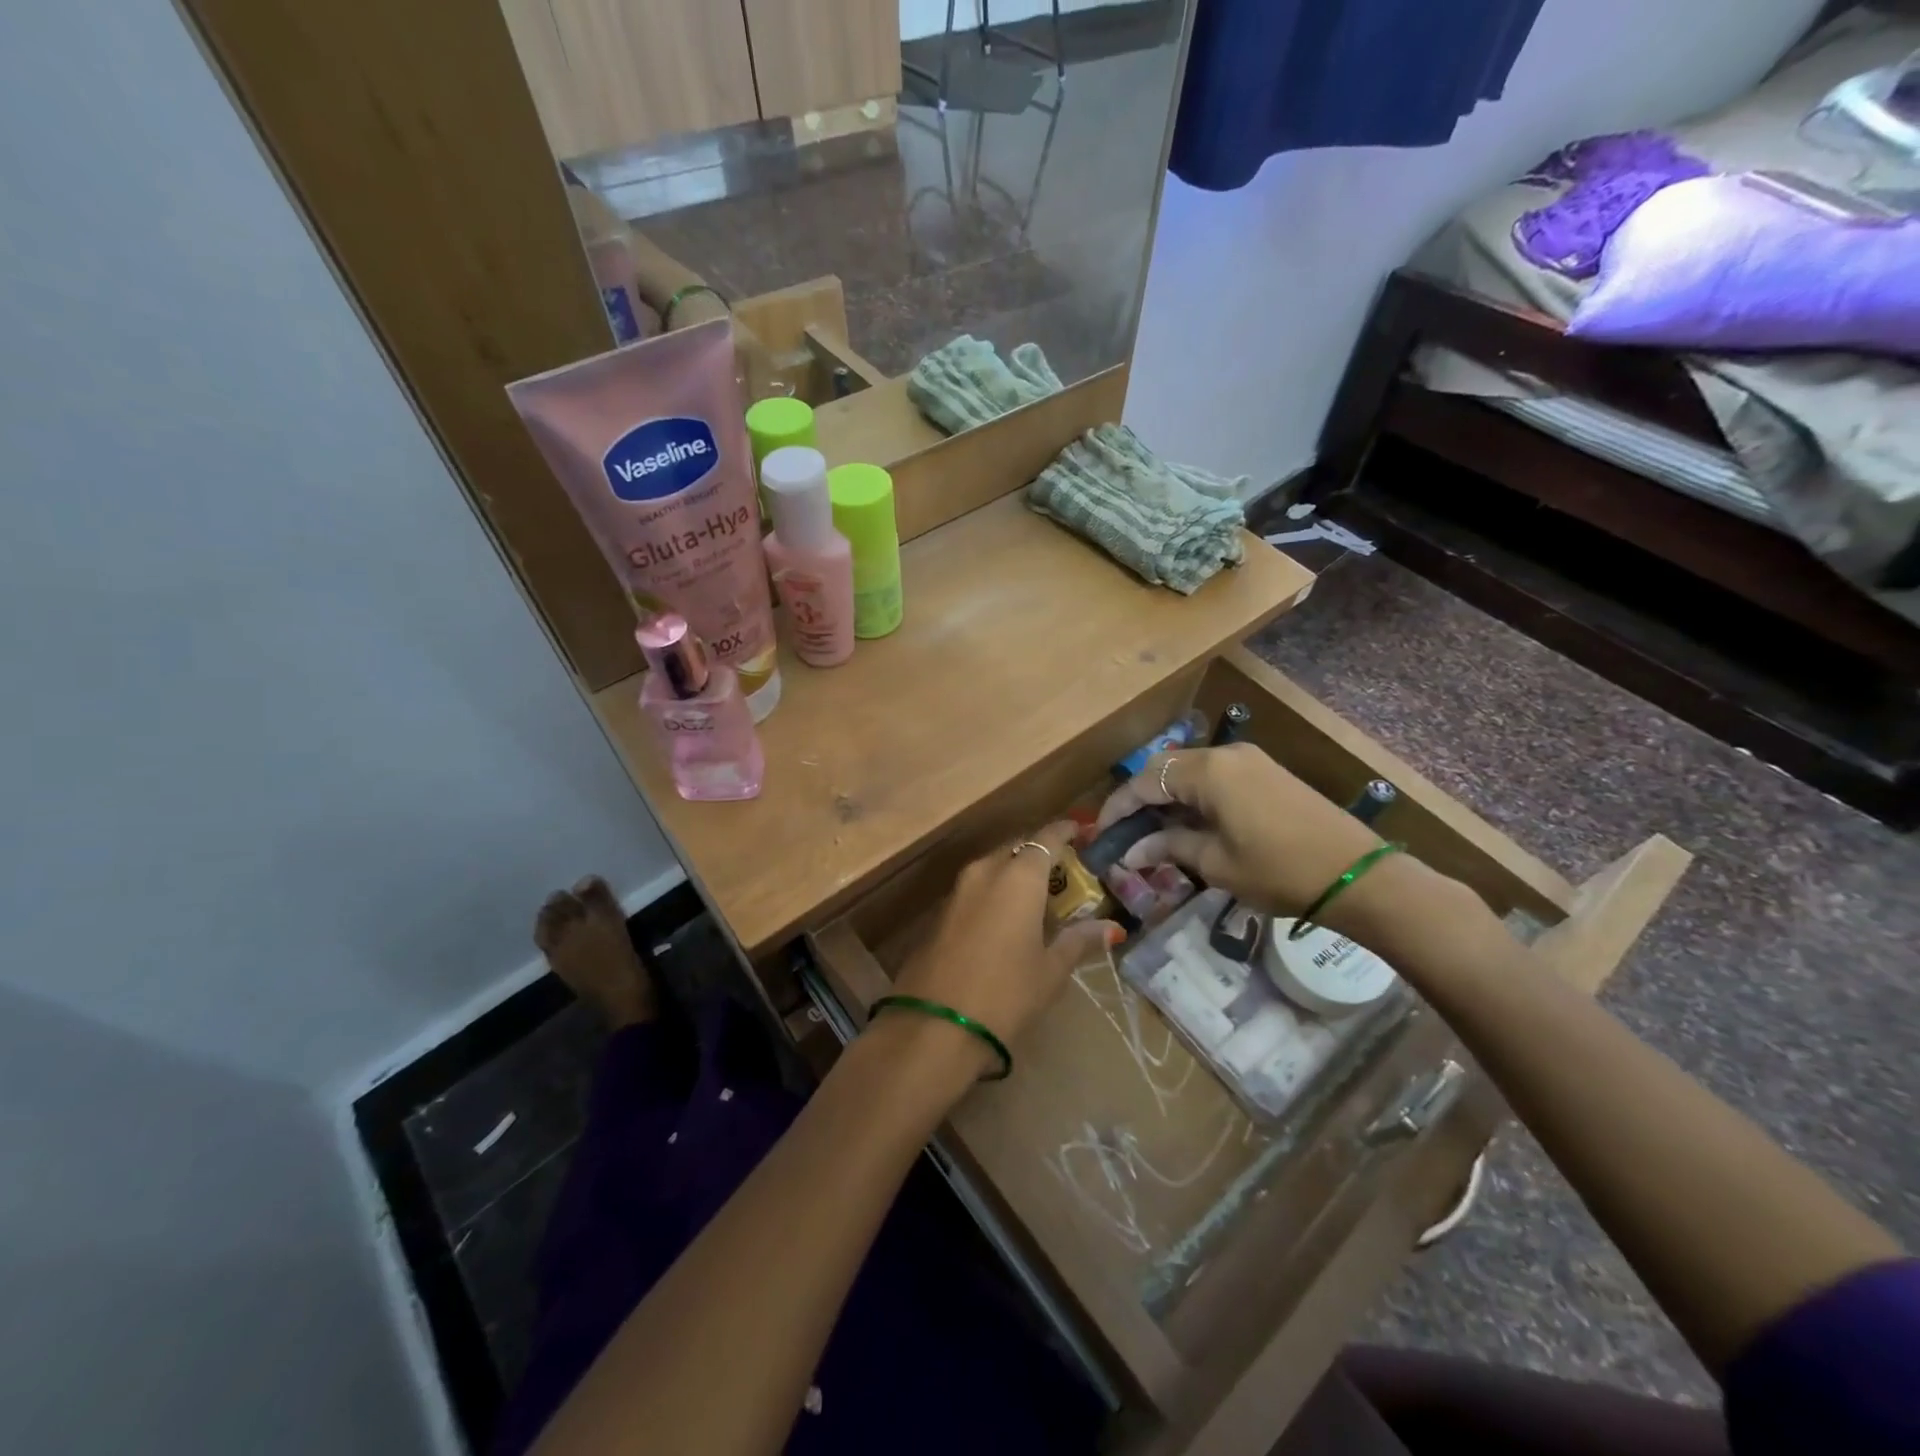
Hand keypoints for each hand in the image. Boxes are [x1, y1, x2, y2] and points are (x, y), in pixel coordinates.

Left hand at [882, 821, 1121, 1083]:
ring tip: (1037, 895)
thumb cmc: (1005, 993)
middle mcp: (985, 871)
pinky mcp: (940, 912)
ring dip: (1014, 874)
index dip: (1065, 831)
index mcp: (1019, 876)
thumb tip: (1112, 927)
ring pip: (993, 867)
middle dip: (1038, 854)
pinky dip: (994, 892)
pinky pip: (975, 888)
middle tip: (1062, 871)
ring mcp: (958, 890)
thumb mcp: (1050, 970)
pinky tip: (1005, 918)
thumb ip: (1079, 941)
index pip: (1046, 838)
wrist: (934, 1025)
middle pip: (1017, 849)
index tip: (1080, 831)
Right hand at [1095, 744, 1385, 916]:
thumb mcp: (1216, 863)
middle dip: (1139, 799)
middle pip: (1164, 768)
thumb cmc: (1278, 871)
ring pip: (1189, 770)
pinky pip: (1214, 776)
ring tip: (1151, 832)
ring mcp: (1249, 760)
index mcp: (1207, 771)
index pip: (1144, 782)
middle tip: (1123, 833)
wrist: (1356, 874)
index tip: (1100, 834)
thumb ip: (1168, 848)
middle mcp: (1224, 754)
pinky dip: (1192, 796)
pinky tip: (1186, 823)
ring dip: (1166, 797)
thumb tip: (1131, 853)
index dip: (1117, 808)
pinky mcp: (1266, 772)